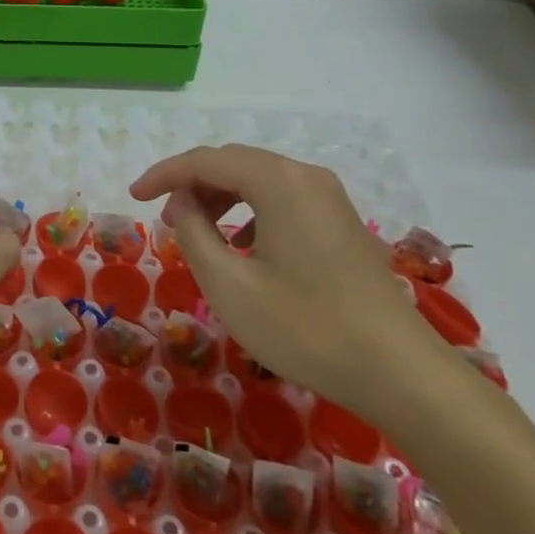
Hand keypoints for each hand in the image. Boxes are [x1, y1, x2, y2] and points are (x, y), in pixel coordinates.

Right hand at [131, 145, 445, 418]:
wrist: (401, 373)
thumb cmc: (306, 327)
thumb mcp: (230, 285)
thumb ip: (194, 233)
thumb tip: (183, 203)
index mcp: (277, 181)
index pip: (205, 160)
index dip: (163, 174)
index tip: (133, 197)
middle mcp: (305, 176)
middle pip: (234, 164)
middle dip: (192, 185)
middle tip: (165, 219)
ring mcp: (330, 198)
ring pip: (259, 180)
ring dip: (221, 198)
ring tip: (198, 233)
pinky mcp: (342, 222)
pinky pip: (282, 199)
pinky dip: (250, 211)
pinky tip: (244, 248)